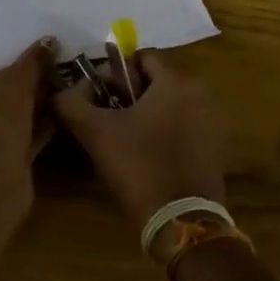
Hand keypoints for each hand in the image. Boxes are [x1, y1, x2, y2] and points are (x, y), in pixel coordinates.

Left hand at [0, 38, 57, 213]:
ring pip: (7, 122)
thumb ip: (31, 61)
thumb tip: (49, 41)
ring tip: (60, 90)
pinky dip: (37, 130)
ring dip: (32, 110)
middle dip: (21, 90)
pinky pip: (18, 142)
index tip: (28, 61)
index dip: (3, 67)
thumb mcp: (14, 80)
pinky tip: (61, 115)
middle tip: (49, 73)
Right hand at [53, 49, 227, 229]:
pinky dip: (164, 131)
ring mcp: (212, 121)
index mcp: (176, 81)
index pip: (141, 57)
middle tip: (108, 120)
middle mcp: (200, 93)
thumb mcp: (95, 132)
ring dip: (146, 113)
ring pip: (169, 104)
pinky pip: (183, 125)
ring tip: (124, 140)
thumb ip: (71, 103)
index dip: (115, 74)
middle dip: (130, 94)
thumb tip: (63, 91)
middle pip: (156, 80)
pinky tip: (147, 156)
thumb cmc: (139, 166)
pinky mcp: (215, 147)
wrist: (181, 222)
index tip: (100, 98)